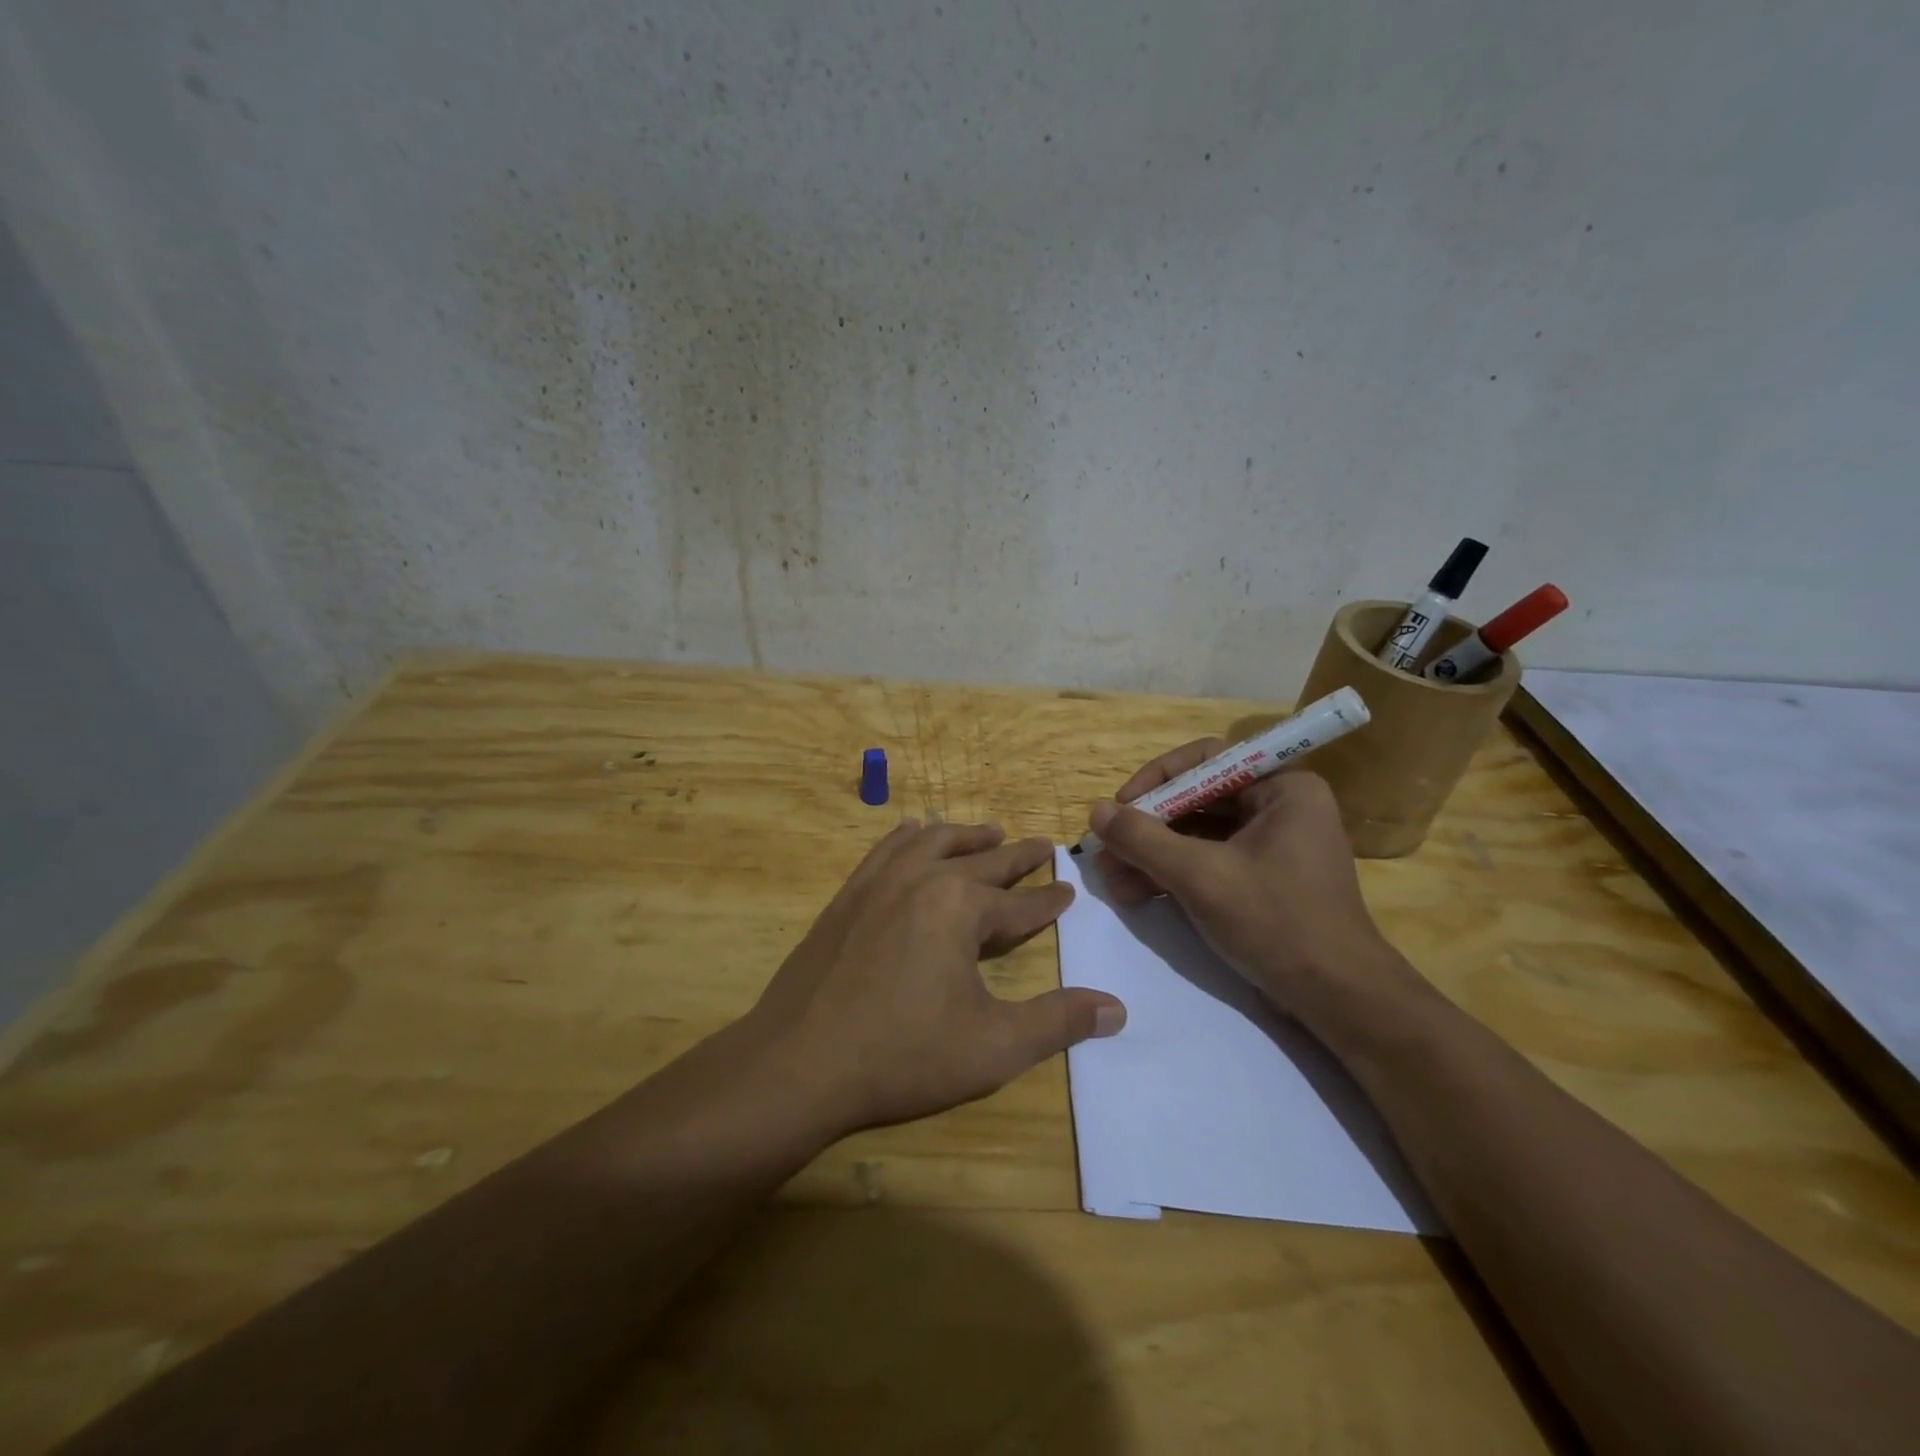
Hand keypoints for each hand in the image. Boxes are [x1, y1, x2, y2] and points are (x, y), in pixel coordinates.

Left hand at [748, 820, 1125, 1137]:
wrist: (797, 1064)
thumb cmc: (902, 1055)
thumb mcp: (993, 1047)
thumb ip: (1058, 1023)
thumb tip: (1117, 1008)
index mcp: (961, 907)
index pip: (1020, 903)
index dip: (1049, 900)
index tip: (1068, 890)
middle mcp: (923, 878)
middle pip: (982, 860)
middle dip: (1017, 855)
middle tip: (1043, 845)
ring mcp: (878, 882)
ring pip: (933, 841)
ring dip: (966, 836)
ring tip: (989, 832)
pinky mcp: (847, 896)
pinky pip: (886, 849)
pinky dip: (910, 836)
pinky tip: (913, 833)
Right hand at [1089, 740, 1411, 1020]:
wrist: (1337, 1000)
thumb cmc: (1276, 922)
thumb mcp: (1201, 877)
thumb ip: (1144, 840)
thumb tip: (1096, 812)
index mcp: (1283, 788)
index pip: (1207, 760)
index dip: (1157, 778)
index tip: (1120, 806)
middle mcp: (1279, 807)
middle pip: (1197, 800)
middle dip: (1147, 828)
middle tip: (1106, 850)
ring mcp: (1271, 846)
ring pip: (1197, 835)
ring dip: (1152, 855)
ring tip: (1111, 880)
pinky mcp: (1261, 880)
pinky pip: (1208, 862)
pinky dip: (1172, 875)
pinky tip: (1135, 894)